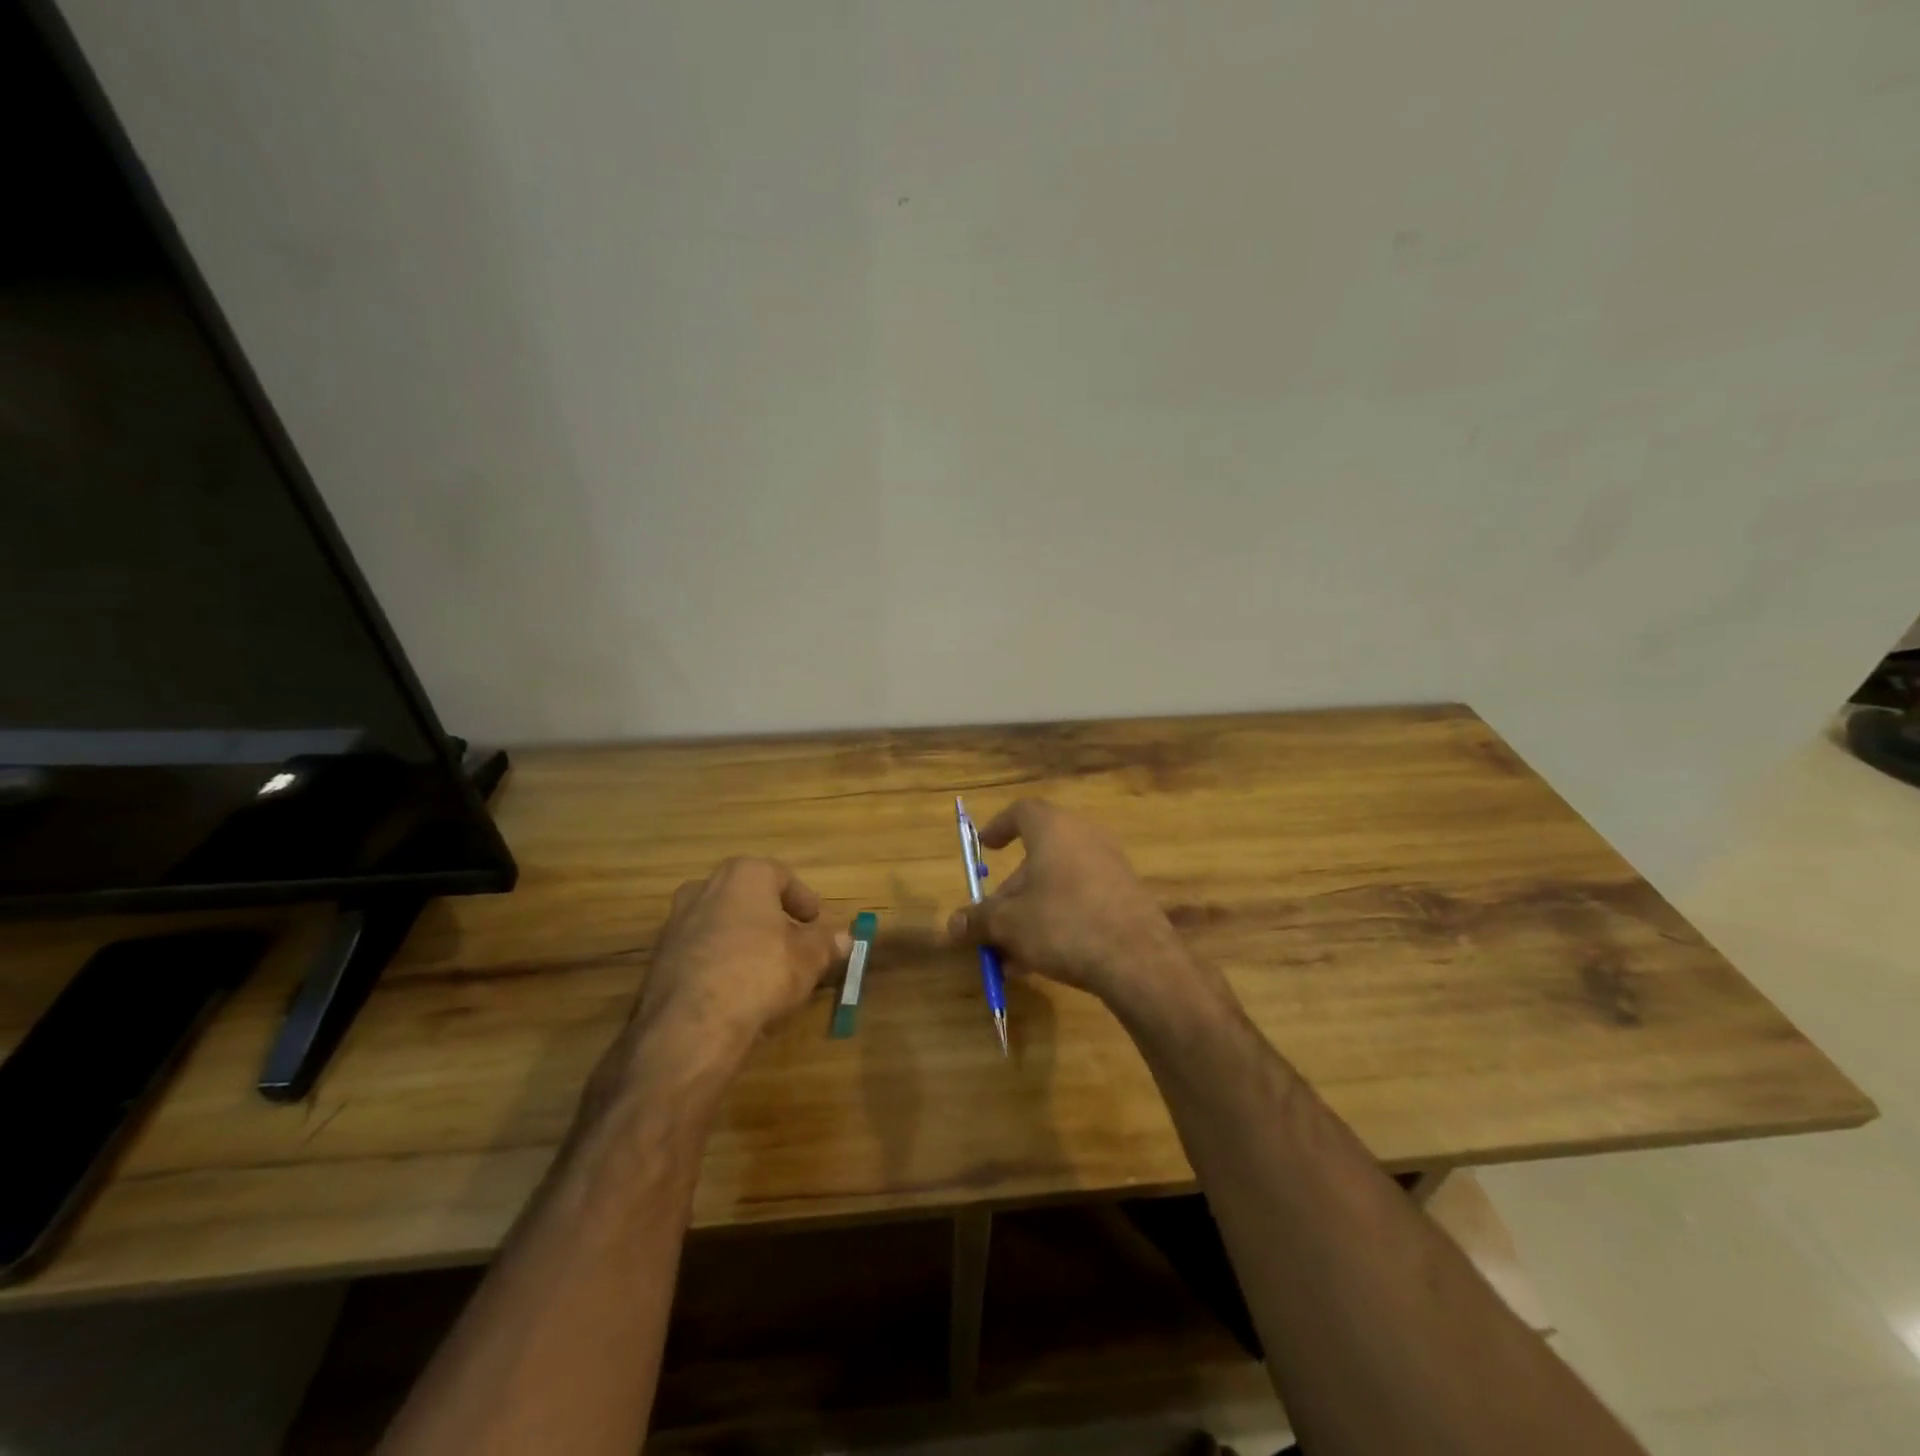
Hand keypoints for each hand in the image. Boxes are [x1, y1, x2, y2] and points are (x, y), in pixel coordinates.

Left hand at [637, 857, 849, 1049]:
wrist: (691, 1025)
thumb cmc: (760, 973)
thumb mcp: (809, 959)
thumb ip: (826, 944)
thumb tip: (845, 939)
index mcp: (743, 875)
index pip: (780, 875)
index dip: (802, 899)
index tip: (815, 922)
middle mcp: (705, 888)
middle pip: (746, 896)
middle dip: (769, 917)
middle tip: (791, 942)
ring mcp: (676, 922)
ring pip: (719, 923)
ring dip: (742, 939)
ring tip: (763, 969)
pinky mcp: (658, 959)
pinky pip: (699, 951)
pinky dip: (718, 962)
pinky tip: (734, 990)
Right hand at [946, 799, 1200, 1019]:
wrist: (1138, 960)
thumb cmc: (1063, 924)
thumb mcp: (1009, 924)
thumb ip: (978, 920)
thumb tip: (952, 925)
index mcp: (1053, 829)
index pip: (1022, 811)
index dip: (999, 827)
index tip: (985, 847)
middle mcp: (1084, 837)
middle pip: (1038, 855)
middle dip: (1011, 890)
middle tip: (993, 921)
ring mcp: (1111, 865)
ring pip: (1058, 883)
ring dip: (1031, 911)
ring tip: (1012, 953)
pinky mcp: (1127, 895)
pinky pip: (1082, 899)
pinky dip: (1059, 919)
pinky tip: (1044, 959)